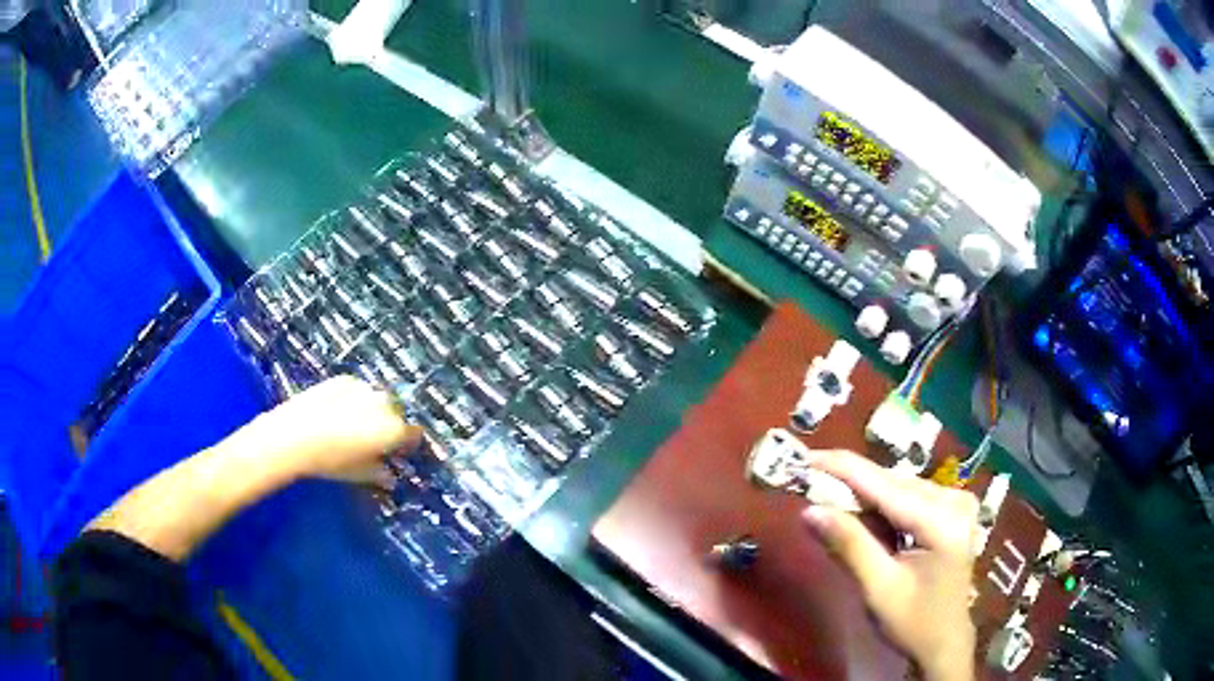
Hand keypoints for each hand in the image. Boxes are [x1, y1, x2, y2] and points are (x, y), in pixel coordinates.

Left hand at [250, 375, 422, 486]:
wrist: (295, 435)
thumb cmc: (332, 461)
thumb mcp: (359, 474)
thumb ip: (380, 474)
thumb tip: (390, 477)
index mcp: (393, 429)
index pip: (414, 434)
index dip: (406, 444)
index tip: (397, 452)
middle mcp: (385, 404)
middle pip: (396, 413)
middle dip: (389, 424)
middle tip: (373, 440)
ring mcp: (364, 388)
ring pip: (376, 399)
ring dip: (372, 410)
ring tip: (352, 424)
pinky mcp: (344, 379)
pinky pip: (357, 390)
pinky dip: (353, 400)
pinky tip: (336, 412)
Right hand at [801, 450, 978, 680]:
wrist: (943, 642)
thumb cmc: (912, 623)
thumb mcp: (878, 589)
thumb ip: (849, 545)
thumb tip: (809, 510)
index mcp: (943, 522)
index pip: (886, 487)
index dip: (844, 469)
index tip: (805, 456)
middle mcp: (954, 501)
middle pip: (893, 483)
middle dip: (850, 484)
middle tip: (807, 481)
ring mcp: (956, 503)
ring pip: (898, 488)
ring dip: (863, 495)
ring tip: (828, 499)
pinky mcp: (951, 510)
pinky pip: (907, 498)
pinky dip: (880, 506)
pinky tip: (861, 516)